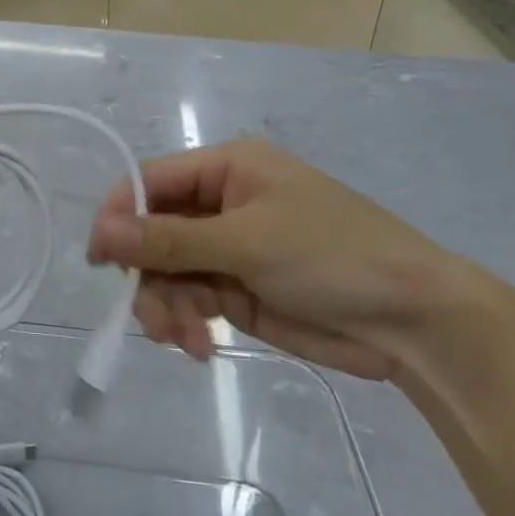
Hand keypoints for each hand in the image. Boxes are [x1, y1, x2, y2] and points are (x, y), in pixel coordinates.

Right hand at [87, 140, 487, 381]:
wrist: (415, 321)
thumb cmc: (332, 256)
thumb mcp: (247, 242)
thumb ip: (170, 239)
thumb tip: (100, 231)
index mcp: (227, 168)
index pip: (151, 182)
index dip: (120, 216)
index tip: (99, 260)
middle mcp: (222, 203)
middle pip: (155, 233)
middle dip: (150, 276)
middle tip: (154, 319)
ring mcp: (230, 248)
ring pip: (168, 272)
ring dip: (167, 306)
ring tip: (186, 340)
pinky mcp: (239, 289)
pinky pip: (191, 299)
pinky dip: (188, 323)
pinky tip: (201, 346)